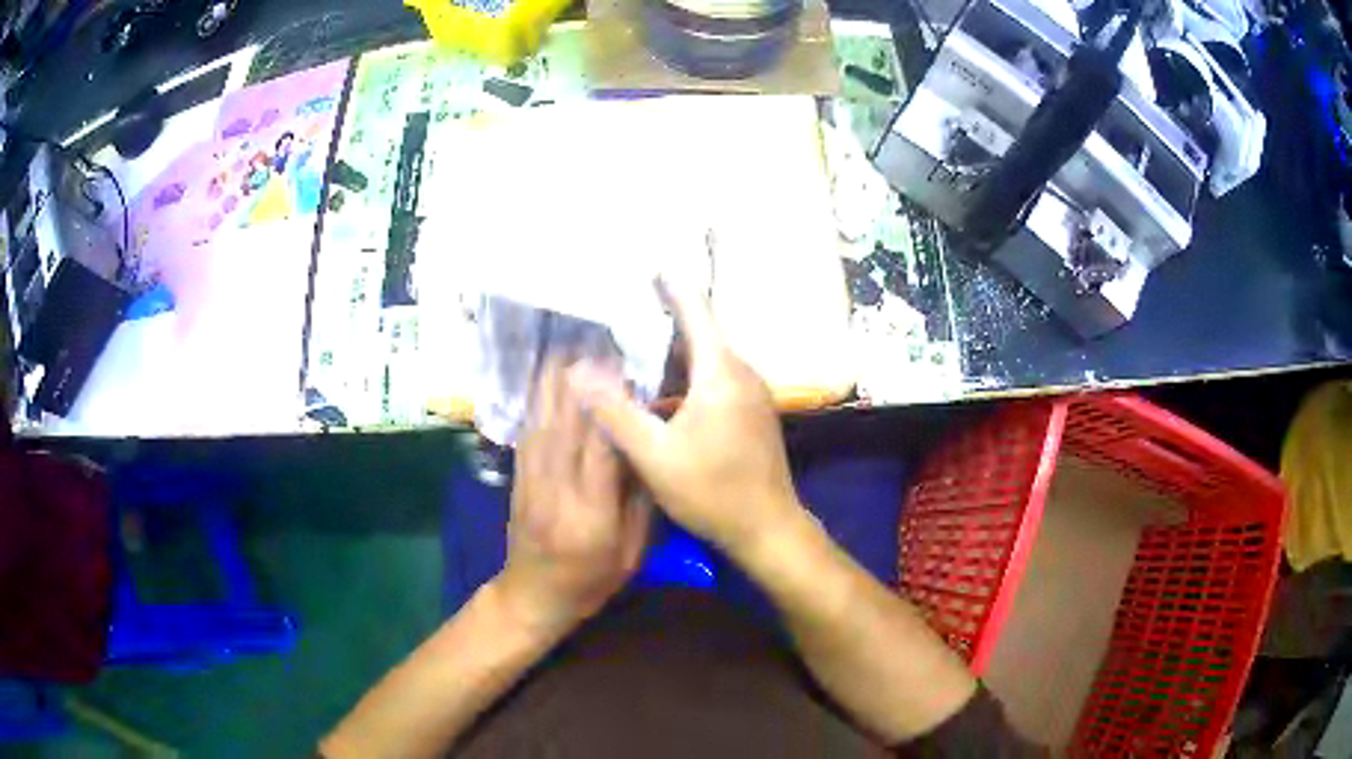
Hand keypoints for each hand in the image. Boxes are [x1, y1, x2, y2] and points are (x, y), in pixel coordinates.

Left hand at [496, 359, 651, 636]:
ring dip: (558, 378)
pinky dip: (539, 397)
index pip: (602, 449)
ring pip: (544, 419)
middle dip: (584, 379)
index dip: (613, 405)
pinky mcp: (518, 474)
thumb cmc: (590, 581)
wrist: (533, 595)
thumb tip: (649, 447)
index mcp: (591, 514)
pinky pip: (529, 428)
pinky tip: (548, 373)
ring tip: (574, 342)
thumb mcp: (630, 553)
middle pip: (568, 424)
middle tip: (602, 340)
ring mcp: (531, 479)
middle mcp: (557, 489)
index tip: (629, 368)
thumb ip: (639, 501)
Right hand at [567, 280, 803, 556]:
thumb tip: (577, 370)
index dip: (673, 287)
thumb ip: (615, 411)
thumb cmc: (712, 491)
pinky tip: (661, 394)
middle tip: (628, 306)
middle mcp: (742, 374)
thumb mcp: (654, 454)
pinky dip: (687, 376)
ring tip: (636, 345)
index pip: (696, 312)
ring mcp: (752, 395)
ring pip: (708, 360)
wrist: (768, 529)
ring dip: (675, 351)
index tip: (651, 265)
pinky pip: (716, 380)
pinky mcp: (752, 415)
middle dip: (667, 318)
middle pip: (702, 333)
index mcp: (721, 372)